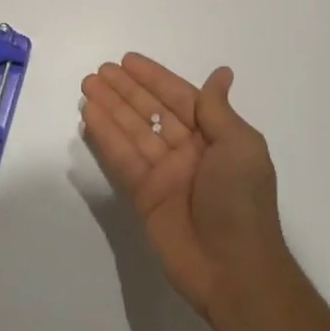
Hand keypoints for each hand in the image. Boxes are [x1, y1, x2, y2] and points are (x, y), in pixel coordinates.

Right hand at [80, 54, 287, 318]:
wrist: (234, 270)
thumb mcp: (240, 147)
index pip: (179, 98)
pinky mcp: (144, 197)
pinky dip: (106, 137)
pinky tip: (89, 116)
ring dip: (110, 108)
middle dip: (126, 90)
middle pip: (151, 111)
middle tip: (99, 70)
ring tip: (87, 85)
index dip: (154, 78)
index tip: (128, 60)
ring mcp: (164, 174)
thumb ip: (217, 110)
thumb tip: (222, 73)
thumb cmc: (242, 201)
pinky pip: (122, 159)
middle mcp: (187, 151)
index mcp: (214, 137)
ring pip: (132, 131)